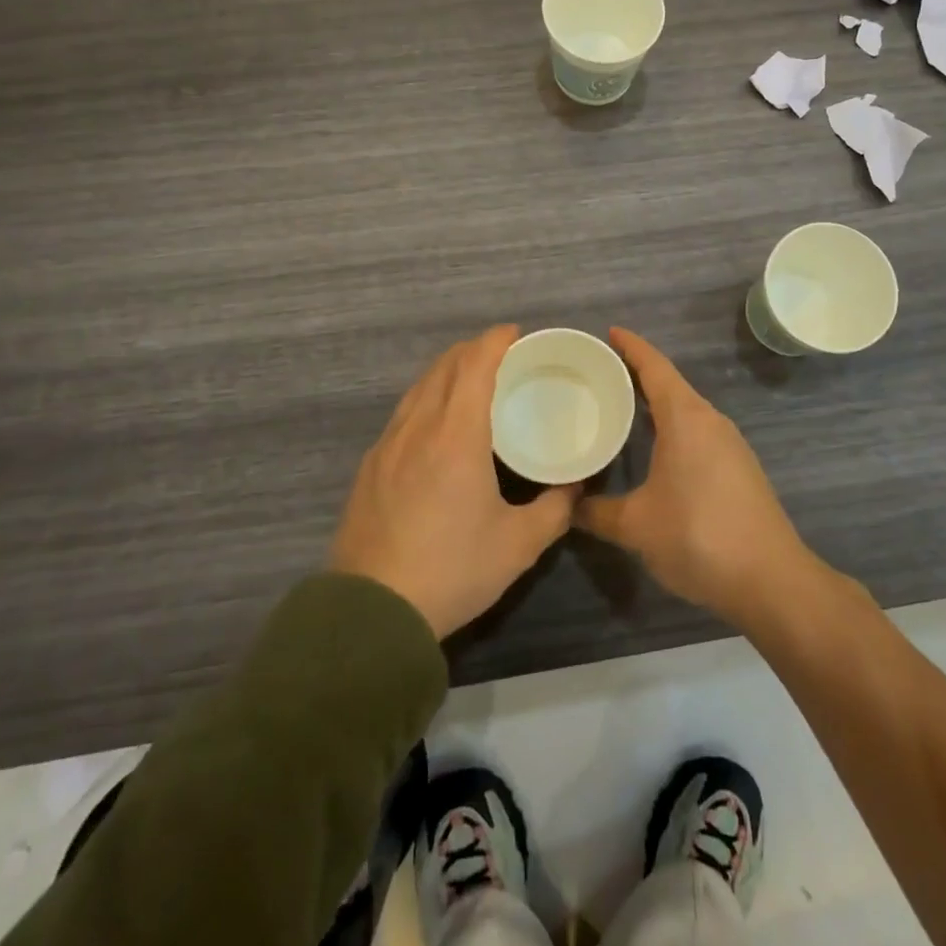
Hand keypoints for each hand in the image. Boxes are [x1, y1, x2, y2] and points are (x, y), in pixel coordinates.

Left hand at [330, 325, 576, 638]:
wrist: (371, 612)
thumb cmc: (452, 570)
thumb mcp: (518, 545)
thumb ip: (555, 509)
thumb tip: (576, 487)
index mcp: (456, 434)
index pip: (475, 364)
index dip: (496, 340)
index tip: (516, 334)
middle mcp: (418, 426)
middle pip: (444, 366)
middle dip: (473, 350)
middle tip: (502, 356)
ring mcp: (387, 444)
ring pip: (418, 387)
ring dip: (447, 371)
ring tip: (471, 381)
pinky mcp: (369, 466)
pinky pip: (403, 412)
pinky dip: (426, 398)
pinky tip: (436, 424)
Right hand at [574, 329, 820, 631]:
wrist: (772, 581)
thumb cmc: (698, 537)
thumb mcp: (635, 526)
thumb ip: (595, 512)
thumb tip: (566, 505)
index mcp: (686, 418)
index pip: (654, 367)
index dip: (631, 347)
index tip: (608, 332)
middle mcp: (710, 421)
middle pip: (670, 384)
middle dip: (637, 374)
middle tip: (599, 374)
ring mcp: (730, 445)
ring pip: (686, 410)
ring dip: (656, 403)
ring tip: (620, 408)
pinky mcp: (739, 468)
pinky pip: (698, 431)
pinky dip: (672, 427)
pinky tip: (654, 450)